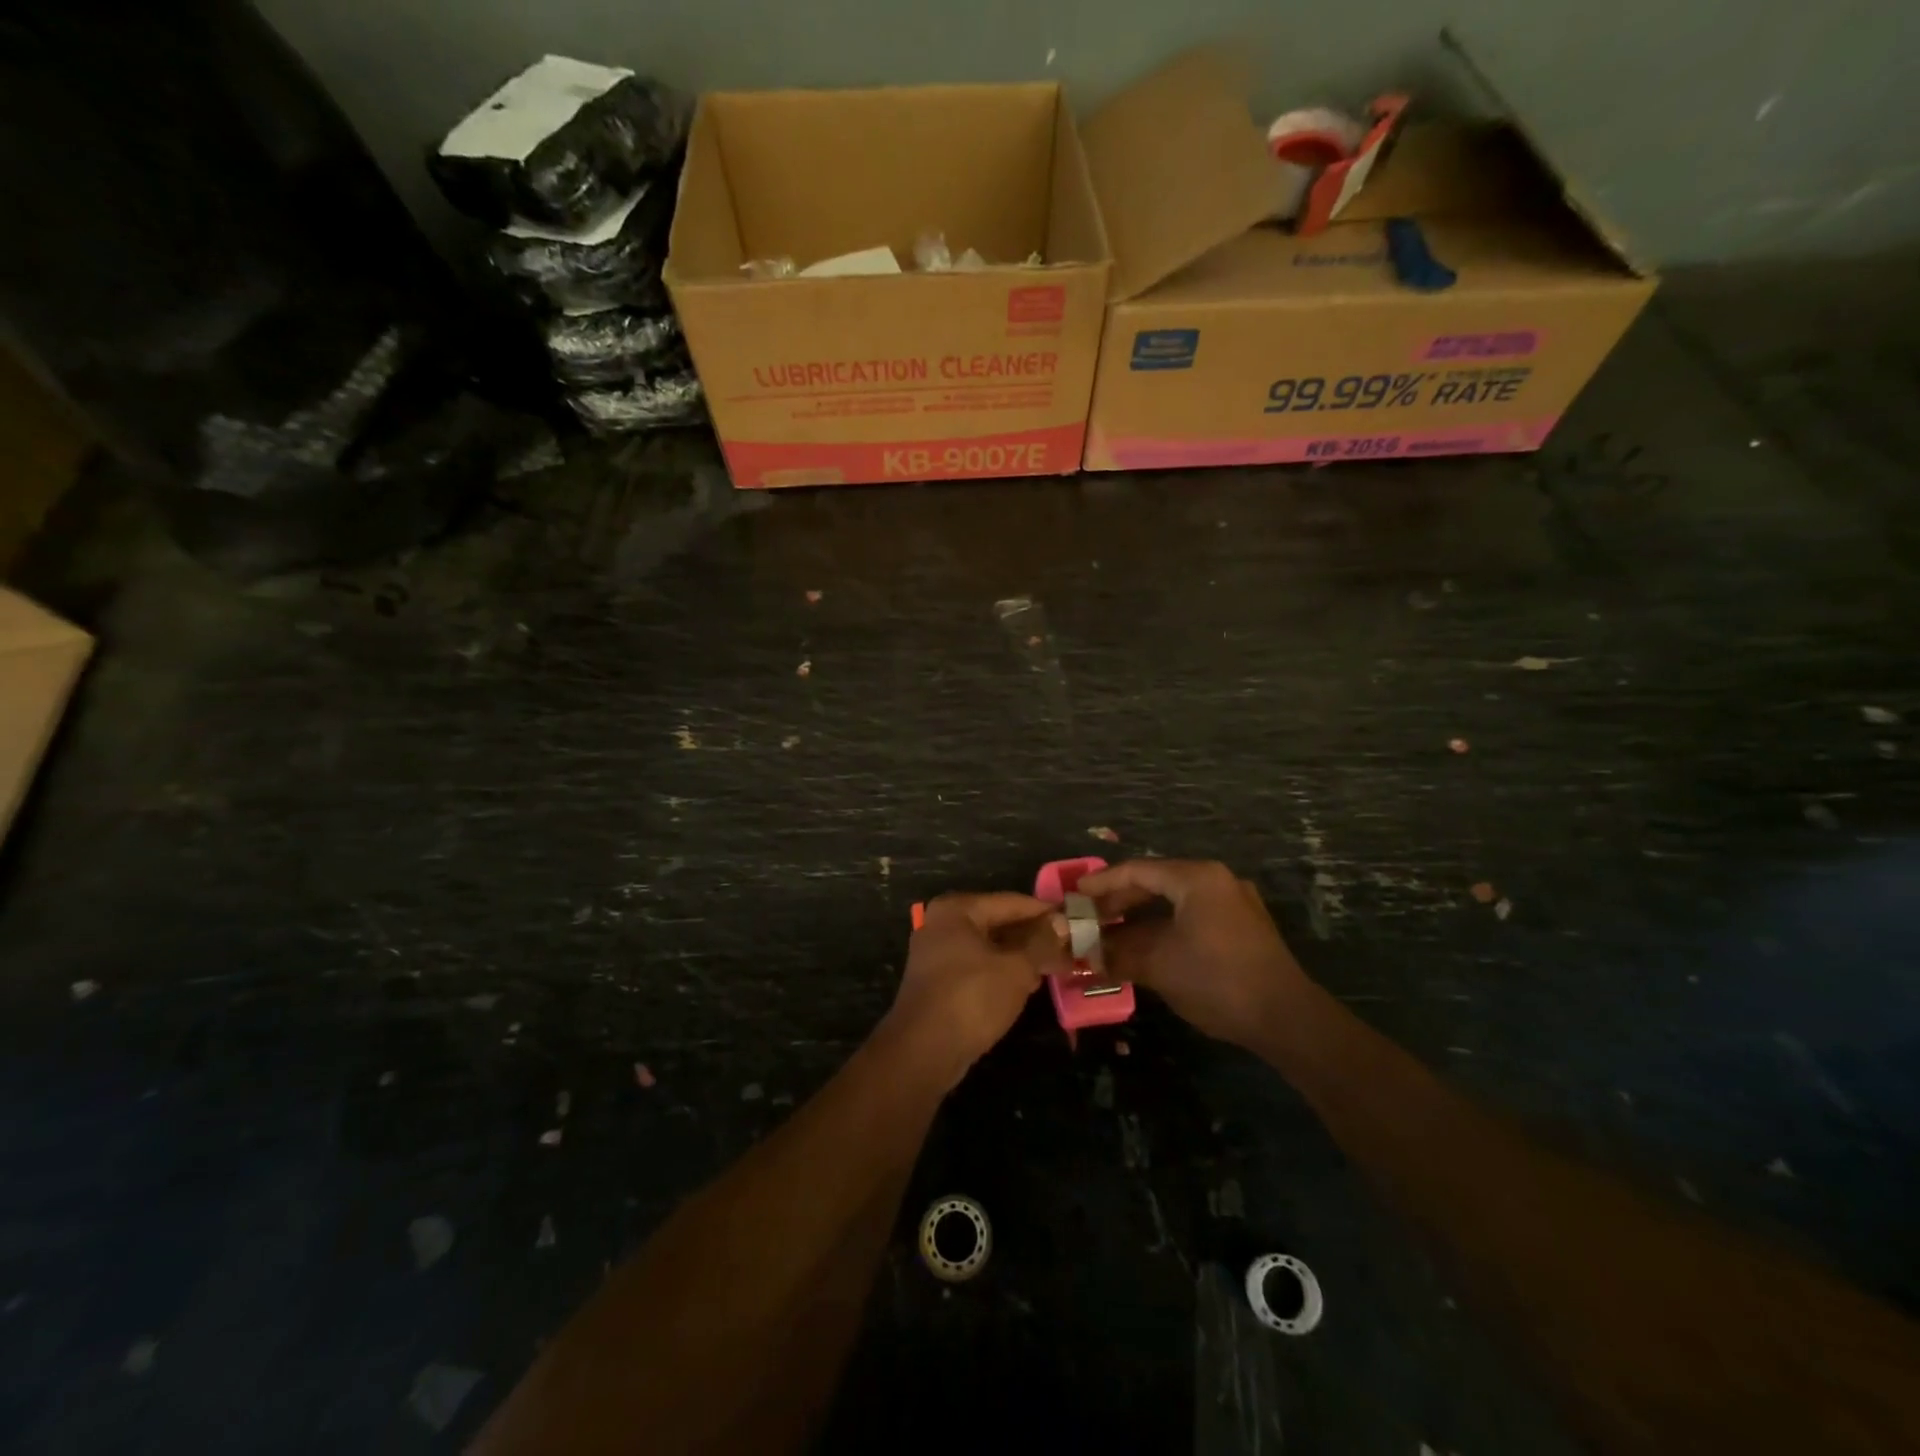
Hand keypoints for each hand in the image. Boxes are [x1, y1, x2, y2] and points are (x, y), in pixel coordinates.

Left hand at [883, 893, 1068, 1086]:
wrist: (923, 1051)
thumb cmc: (971, 997)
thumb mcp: (1016, 968)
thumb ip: (1041, 942)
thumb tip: (1061, 922)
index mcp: (957, 909)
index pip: (1011, 902)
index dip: (1045, 913)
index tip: (1077, 921)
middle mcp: (943, 924)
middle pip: (999, 923)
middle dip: (1035, 937)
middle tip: (1071, 948)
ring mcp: (937, 954)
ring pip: (990, 947)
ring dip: (1022, 957)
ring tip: (1058, 967)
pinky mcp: (939, 982)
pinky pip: (979, 967)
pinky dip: (1003, 972)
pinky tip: (1030, 984)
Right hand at [1078, 859, 1309, 1049]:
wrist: (1286, 1018)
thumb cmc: (1217, 980)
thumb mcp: (1159, 965)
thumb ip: (1118, 953)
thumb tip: (1086, 955)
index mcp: (1197, 878)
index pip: (1138, 871)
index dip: (1102, 883)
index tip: (1075, 895)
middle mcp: (1217, 881)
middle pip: (1156, 882)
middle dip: (1120, 902)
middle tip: (1090, 917)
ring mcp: (1234, 903)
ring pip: (1174, 901)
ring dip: (1141, 918)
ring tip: (1111, 934)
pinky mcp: (1243, 928)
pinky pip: (1192, 916)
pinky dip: (1164, 927)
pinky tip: (1145, 947)